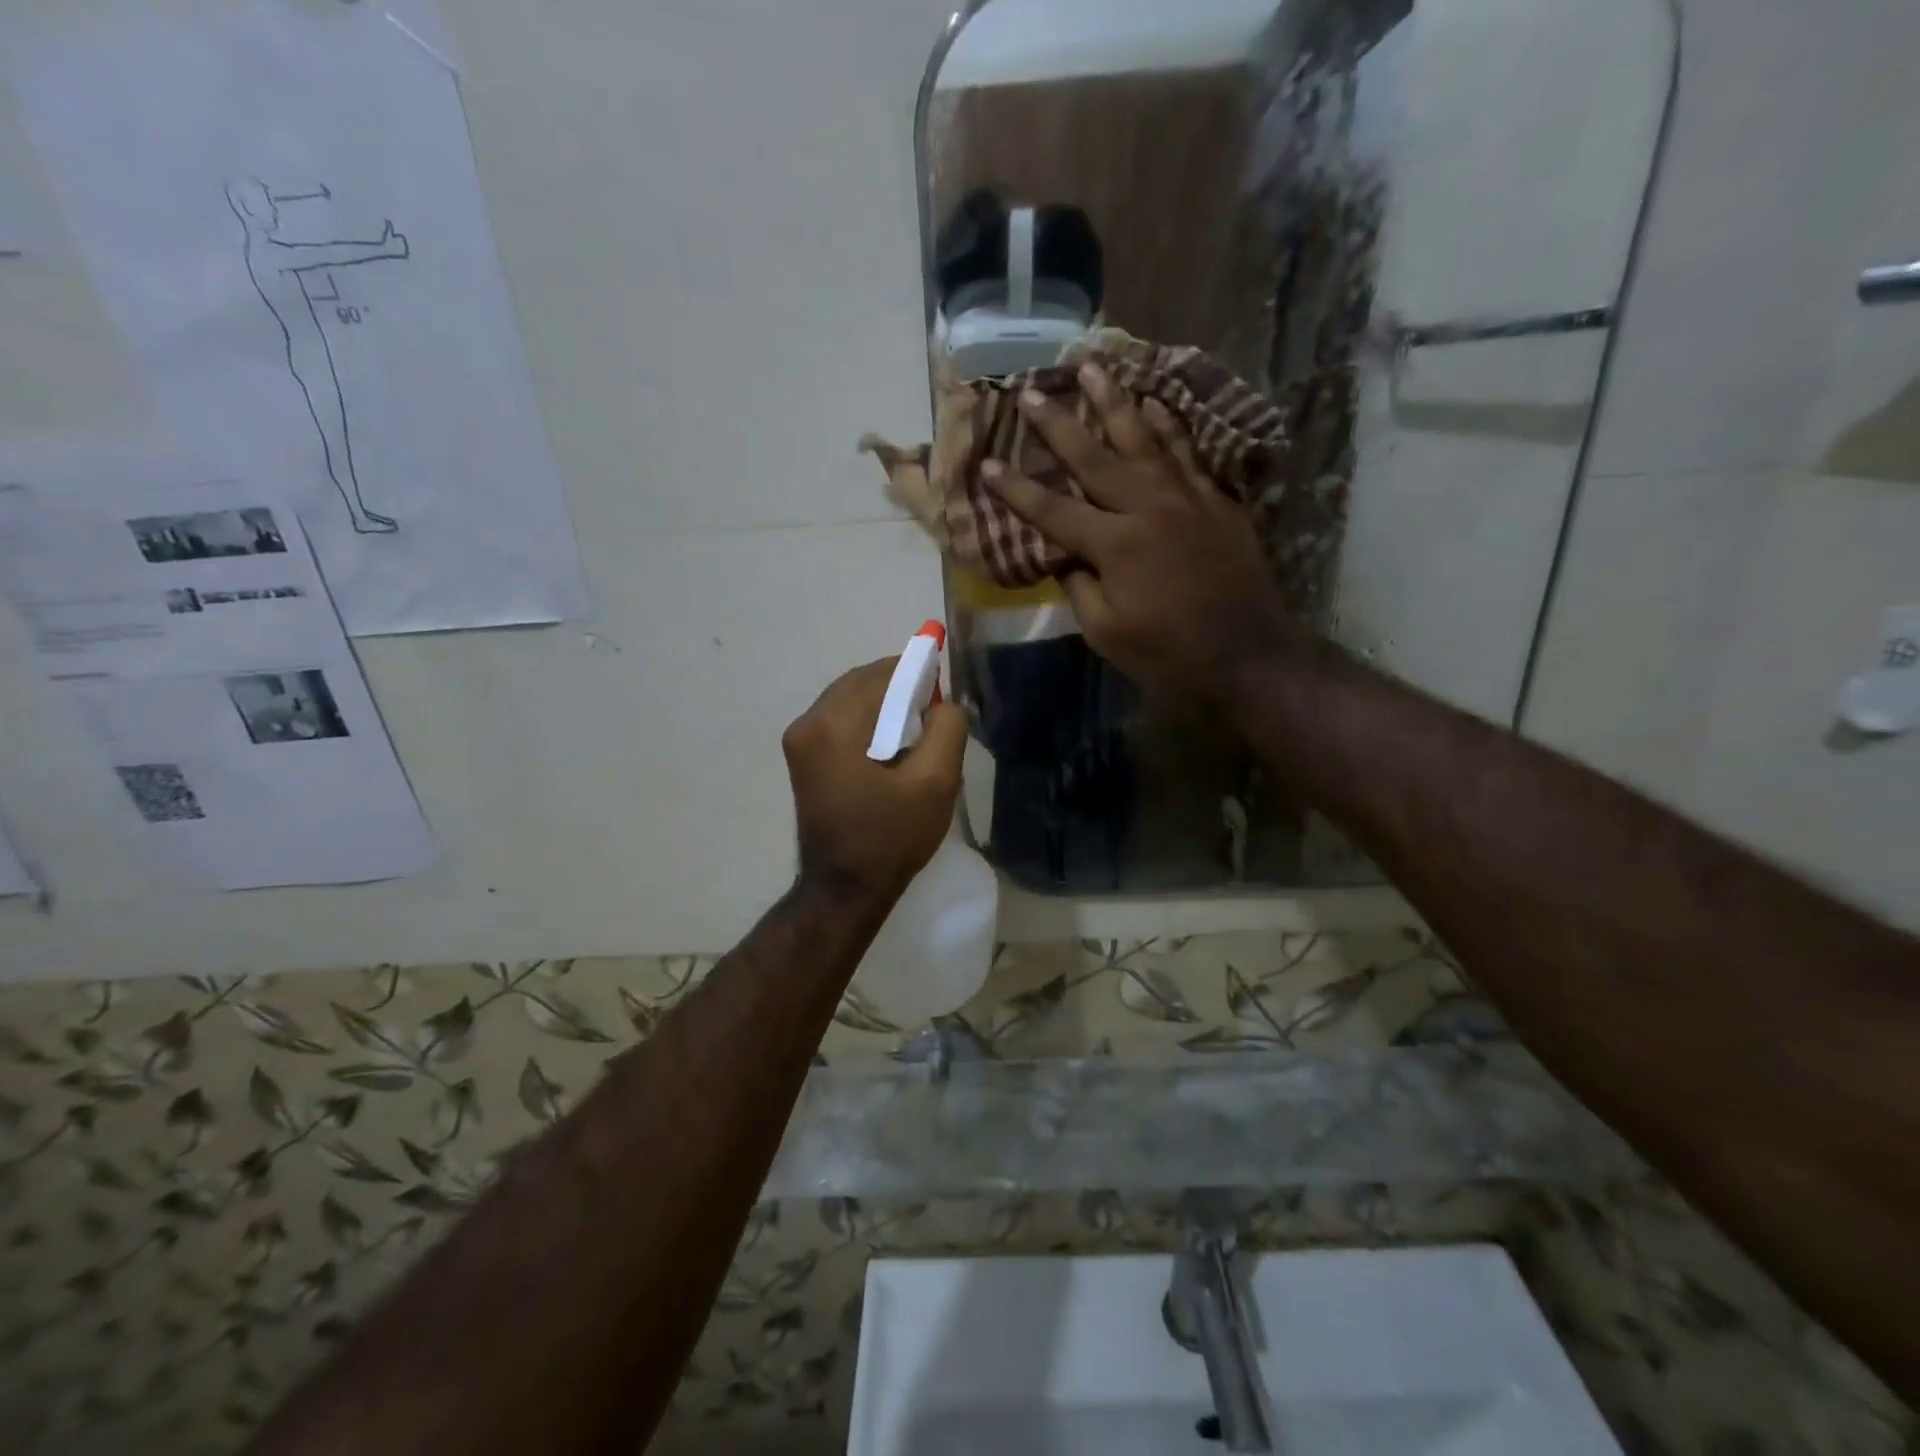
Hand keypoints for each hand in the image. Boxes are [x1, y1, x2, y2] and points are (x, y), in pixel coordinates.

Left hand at [782, 658, 966, 906]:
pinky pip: (840, 718)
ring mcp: (799, 740)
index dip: (919, 673)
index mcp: (833, 725)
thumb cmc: (891, 838)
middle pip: (862, 681)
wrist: (844, 889)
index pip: (883, 674)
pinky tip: (891, 744)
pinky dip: (868, 720)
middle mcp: (807, 723)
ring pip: (850, 698)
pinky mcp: (801, 756)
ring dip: (884, 703)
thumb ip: (948, 728)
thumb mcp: (936, 783)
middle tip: (934, 712)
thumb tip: (945, 702)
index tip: (945, 691)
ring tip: (916, 730)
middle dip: (901, 687)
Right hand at [981, 362, 1297, 704]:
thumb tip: (1068, 559)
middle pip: (1094, 458)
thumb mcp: (1107, 633)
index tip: (988, 463)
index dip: (1016, 489)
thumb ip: (1080, 589)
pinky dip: (1169, 426)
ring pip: (1144, 439)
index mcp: (1114, 545)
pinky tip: (1155, 404)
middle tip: (1031, 390)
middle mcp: (1147, 508)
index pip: (1052, 510)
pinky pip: (1187, 452)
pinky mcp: (1216, 501)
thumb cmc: (1169, 653)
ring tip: (1093, 367)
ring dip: (1114, 402)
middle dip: (1058, 424)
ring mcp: (1186, 498)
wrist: (1247, 654)